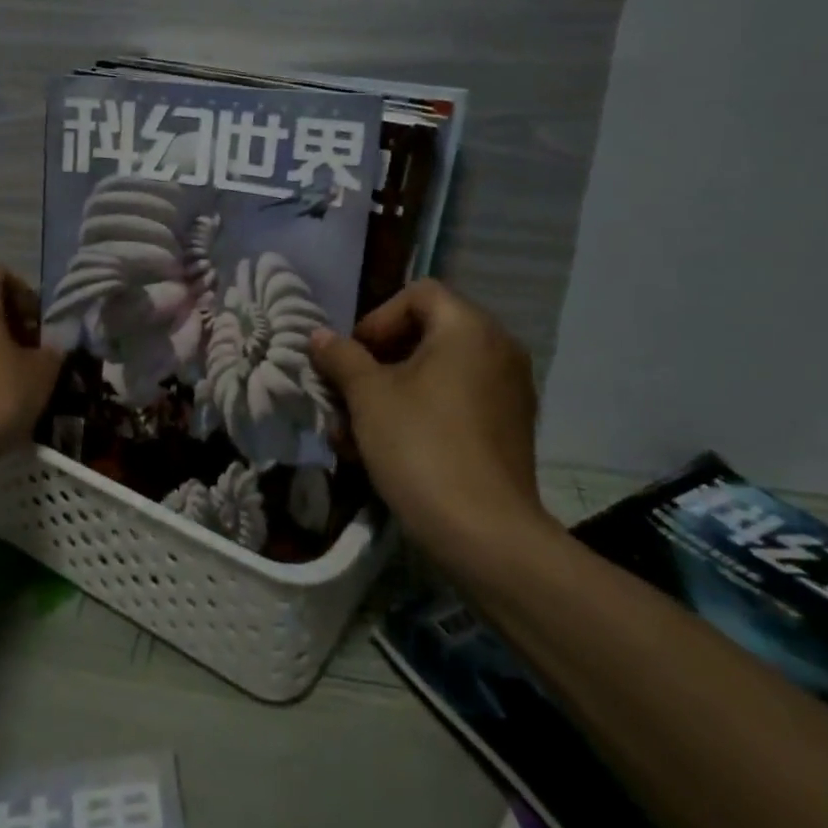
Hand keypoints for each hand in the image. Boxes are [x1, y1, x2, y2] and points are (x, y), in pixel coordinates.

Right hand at [309, 280, 546, 553]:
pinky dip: (418, 416)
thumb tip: (319, 336)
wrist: (484, 533)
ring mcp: (507, 392)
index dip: (376, 319)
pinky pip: (454, 404)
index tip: (352, 358)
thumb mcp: (368, 397)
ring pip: (434, 376)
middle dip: (375, 365)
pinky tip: (383, 452)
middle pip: (424, 336)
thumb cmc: (420, 446)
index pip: (418, 294)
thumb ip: (341, 357)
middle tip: (345, 397)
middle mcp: (497, 350)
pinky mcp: (507, 430)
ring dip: (388, 396)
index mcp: (469, 329)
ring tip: (352, 435)